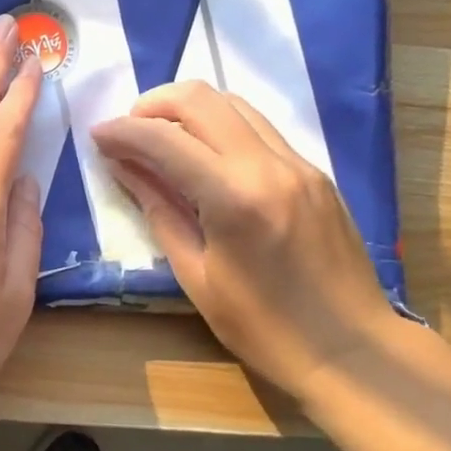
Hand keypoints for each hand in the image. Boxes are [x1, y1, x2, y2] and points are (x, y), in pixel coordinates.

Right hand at [92, 82, 397, 395]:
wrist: (354, 351)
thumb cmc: (265, 329)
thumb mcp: (196, 277)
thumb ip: (159, 211)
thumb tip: (123, 167)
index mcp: (235, 198)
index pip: (165, 139)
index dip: (122, 131)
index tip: (96, 135)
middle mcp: (269, 165)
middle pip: (201, 99)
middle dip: (153, 104)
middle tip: (127, 131)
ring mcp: (298, 164)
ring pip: (233, 103)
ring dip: (187, 110)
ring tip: (161, 139)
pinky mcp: (313, 172)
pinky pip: (257, 128)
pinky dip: (219, 127)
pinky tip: (203, 157)